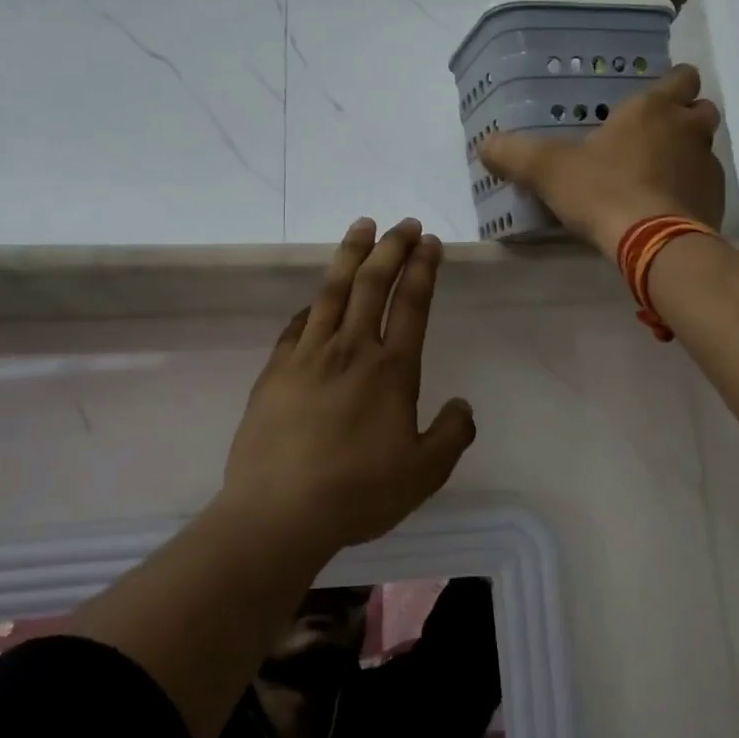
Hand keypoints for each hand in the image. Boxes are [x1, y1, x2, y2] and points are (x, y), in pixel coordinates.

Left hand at [222, 217, 476, 550]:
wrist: (278, 513)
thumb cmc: (358, 493)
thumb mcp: (423, 474)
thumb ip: (451, 435)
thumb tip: (463, 406)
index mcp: (391, 370)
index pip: (412, 304)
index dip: (422, 268)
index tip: (429, 241)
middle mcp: (351, 350)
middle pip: (372, 284)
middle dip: (391, 248)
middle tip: (403, 224)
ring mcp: (308, 356)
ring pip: (332, 291)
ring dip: (350, 255)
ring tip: (362, 226)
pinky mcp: (275, 371)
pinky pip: (297, 324)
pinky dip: (312, 303)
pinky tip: (316, 298)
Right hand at [478, 63, 724, 255]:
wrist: (653, 243)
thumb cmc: (604, 191)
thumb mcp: (548, 170)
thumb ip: (515, 153)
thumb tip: (485, 145)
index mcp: (653, 109)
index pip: (681, 77)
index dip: (671, 84)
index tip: (652, 99)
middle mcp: (688, 130)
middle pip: (701, 110)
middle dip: (684, 119)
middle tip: (653, 138)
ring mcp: (707, 166)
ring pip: (705, 149)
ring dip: (687, 156)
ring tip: (656, 176)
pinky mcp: (715, 202)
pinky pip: (706, 187)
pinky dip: (691, 192)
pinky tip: (665, 209)